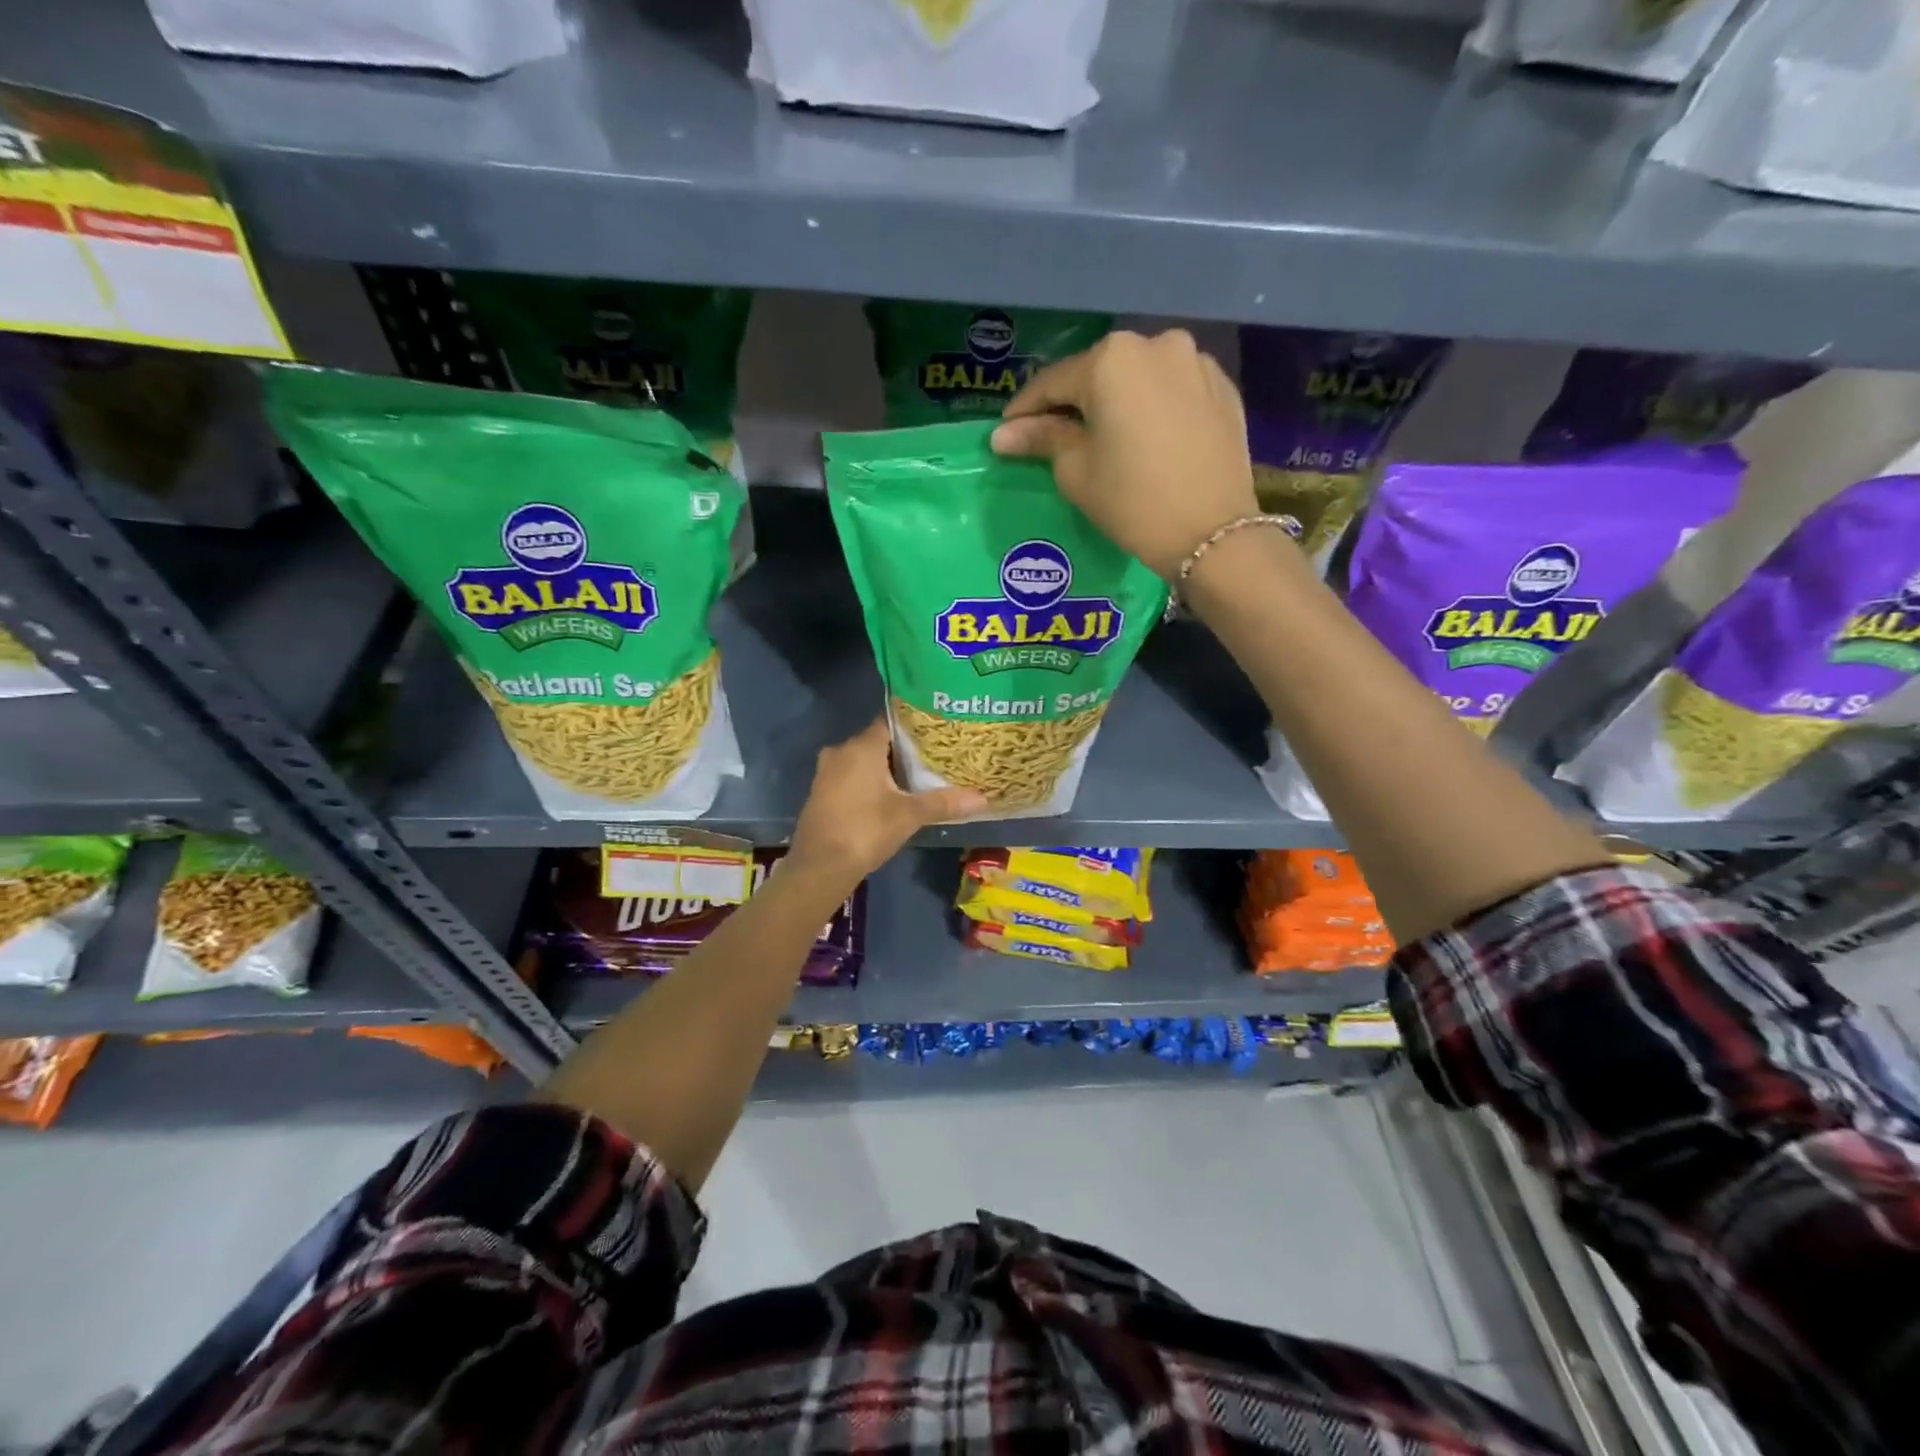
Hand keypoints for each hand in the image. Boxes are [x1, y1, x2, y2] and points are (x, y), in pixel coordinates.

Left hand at [787, 718, 986, 883]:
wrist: (819, 867)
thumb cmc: (866, 830)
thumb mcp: (909, 816)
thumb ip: (944, 802)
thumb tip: (983, 798)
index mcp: (862, 746)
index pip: (891, 722)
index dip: (914, 726)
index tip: (936, 732)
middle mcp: (841, 751)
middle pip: (877, 742)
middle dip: (902, 750)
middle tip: (932, 757)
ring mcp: (826, 773)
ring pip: (862, 761)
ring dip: (884, 769)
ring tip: (915, 778)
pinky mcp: (820, 793)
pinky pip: (849, 777)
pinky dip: (868, 782)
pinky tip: (887, 797)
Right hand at [991, 330, 1258, 580]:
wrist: (1212, 532)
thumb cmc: (1132, 501)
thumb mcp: (1076, 471)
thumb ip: (1041, 439)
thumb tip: (1003, 434)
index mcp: (1111, 359)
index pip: (1053, 382)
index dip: (1025, 409)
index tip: (1008, 431)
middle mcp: (1155, 343)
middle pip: (1099, 373)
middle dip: (1074, 402)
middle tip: (1054, 436)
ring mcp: (1196, 361)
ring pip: (1139, 378)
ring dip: (1116, 401)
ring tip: (1104, 436)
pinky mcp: (1223, 387)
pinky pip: (1173, 389)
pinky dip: (1153, 407)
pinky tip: (1146, 437)